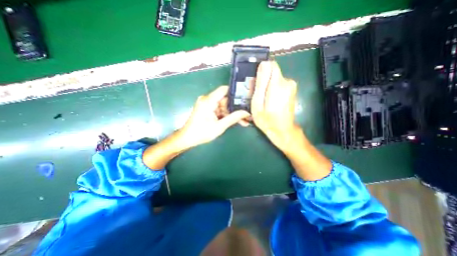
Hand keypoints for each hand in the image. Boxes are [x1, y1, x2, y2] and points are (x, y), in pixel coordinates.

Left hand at [142, 86, 249, 169]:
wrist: (187, 139)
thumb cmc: (201, 133)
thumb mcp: (219, 127)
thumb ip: (233, 118)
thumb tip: (246, 113)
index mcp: (208, 101)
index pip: (224, 90)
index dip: (236, 92)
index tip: (246, 97)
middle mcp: (207, 99)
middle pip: (225, 99)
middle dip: (237, 107)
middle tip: (248, 113)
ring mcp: (207, 104)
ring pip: (224, 106)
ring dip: (233, 113)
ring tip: (244, 120)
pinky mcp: (208, 109)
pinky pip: (220, 110)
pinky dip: (227, 115)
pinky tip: (236, 121)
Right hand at [250, 61, 300, 152]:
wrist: (282, 130)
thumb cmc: (267, 120)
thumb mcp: (258, 103)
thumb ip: (260, 83)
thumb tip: (263, 64)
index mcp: (278, 84)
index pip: (270, 64)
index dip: (261, 71)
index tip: (255, 83)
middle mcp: (288, 81)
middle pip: (272, 72)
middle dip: (263, 81)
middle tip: (257, 96)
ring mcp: (291, 86)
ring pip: (274, 78)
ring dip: (267, 87)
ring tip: (263, 100)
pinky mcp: (291, 90)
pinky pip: (279, 84)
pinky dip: (272, 89)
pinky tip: (269, 101)